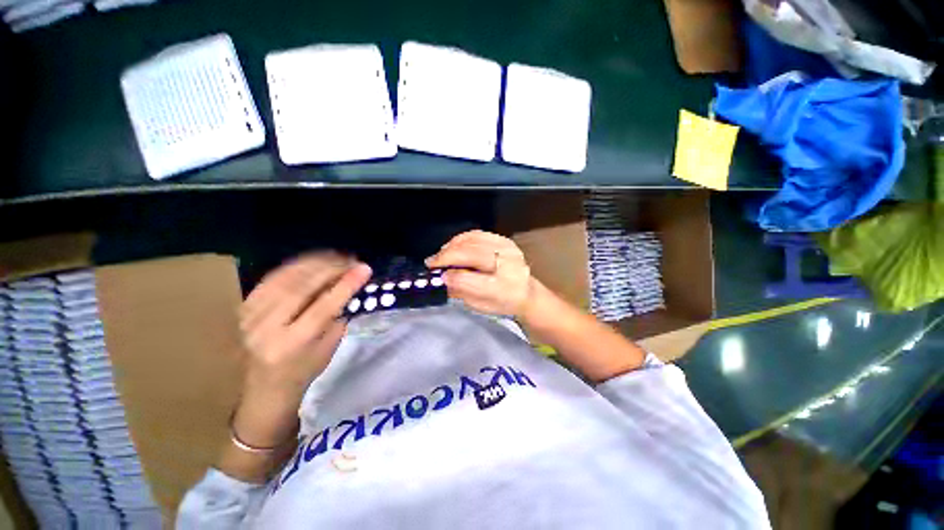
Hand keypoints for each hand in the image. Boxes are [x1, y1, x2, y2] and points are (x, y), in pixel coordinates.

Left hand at [234, 253, 370, 446]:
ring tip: (337, 256)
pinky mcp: (245, 307)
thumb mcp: (329, 347)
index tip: (364, 268)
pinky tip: (313, 261)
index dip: (346, 285)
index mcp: (292, 344)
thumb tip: (347, 284)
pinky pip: (272, 277)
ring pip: (286, 278)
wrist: (264, 386)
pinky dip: (296, 266)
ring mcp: (251, 316)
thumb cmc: (305, 370)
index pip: (323, 307)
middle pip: (302, 288)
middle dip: (331, 268)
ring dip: (315, 263)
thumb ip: (337, 315)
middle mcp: (266, 328)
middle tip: (352, 259)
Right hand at [426, 230, 534, 317]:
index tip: (438, 276)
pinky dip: (462, 238)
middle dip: (447, 257)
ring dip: (452, 246)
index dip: (451, 276)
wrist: (526, 292)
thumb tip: (443, 278)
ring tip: (441, 254)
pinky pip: (478, 234)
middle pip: (471, 255)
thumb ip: (462, 292)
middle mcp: (507, 265)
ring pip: (473, 241)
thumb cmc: (502, 303)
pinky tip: (453, 245)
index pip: (471, 280)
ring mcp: (507, 249)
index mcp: (503, 288)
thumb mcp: (480, 306)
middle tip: (431, 262)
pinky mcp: (505, 241)